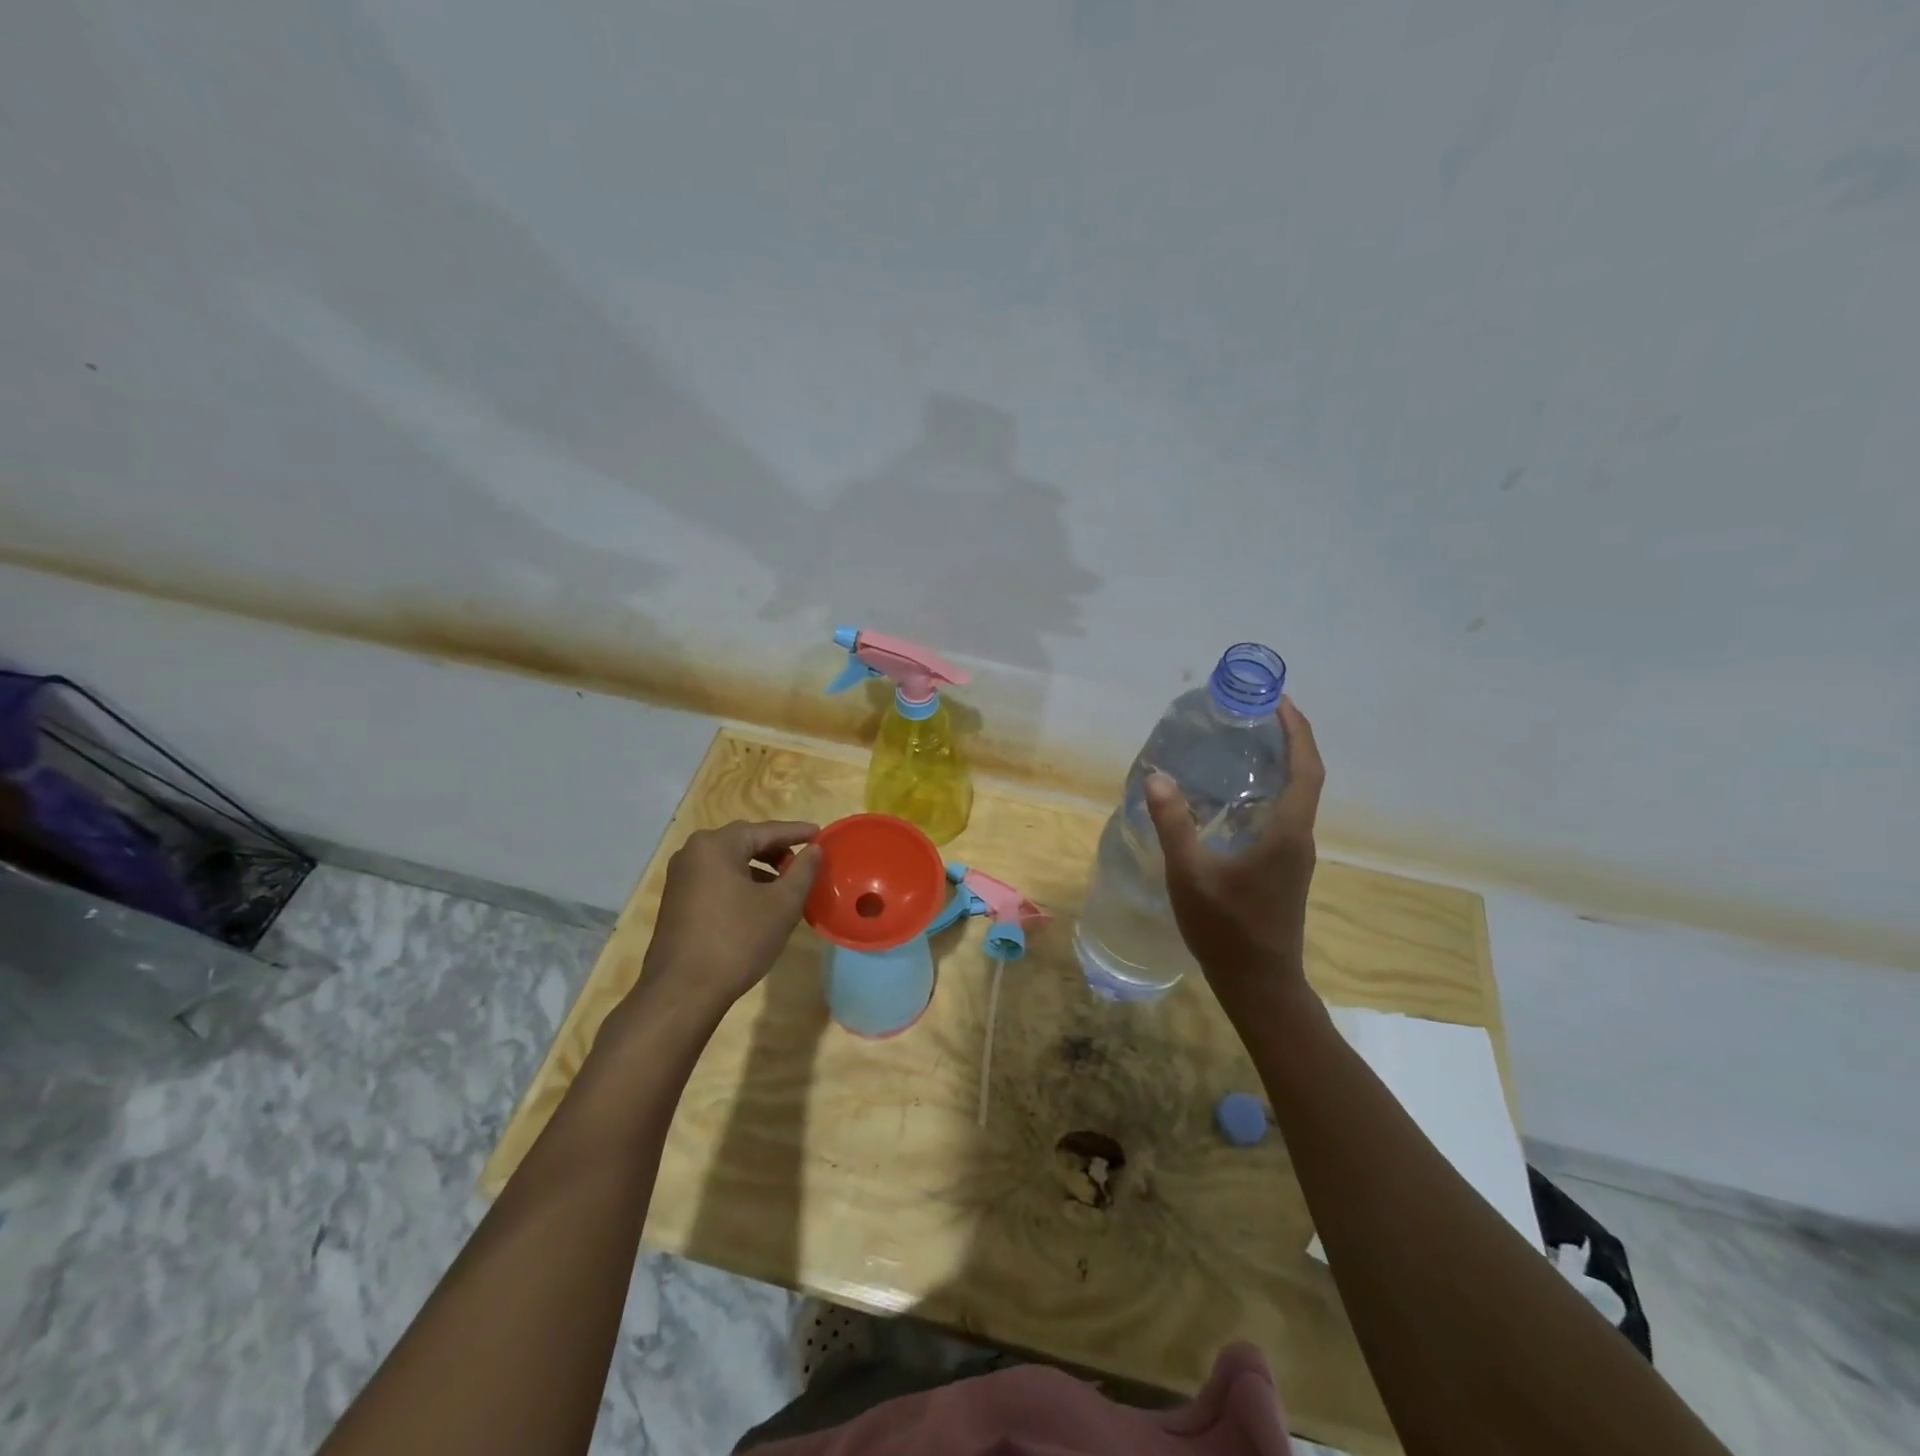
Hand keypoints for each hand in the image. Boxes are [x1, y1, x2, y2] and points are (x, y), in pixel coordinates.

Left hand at [639, 820, 819, 1012]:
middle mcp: (693, 853)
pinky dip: (741, 883)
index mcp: (716, 845)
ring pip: (730, 862)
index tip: (820, 834)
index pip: (766, 830)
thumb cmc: (737, 941)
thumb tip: (814, 849)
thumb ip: (802, 871)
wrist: (682, 991)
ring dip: (759, 869)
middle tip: (804, 861)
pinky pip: (716, 879)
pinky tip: (758, 903)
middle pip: (744, 842)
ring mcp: (680, 877)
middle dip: (776, 850)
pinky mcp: (677, 900)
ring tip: (786, 885)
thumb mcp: (782, 905)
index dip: (796, 832)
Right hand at [1144, 697, 1323, 1003]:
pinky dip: (1265, 794)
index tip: (1280, 701)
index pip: (1305, 769)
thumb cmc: (1227, 929)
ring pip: (1294, 799)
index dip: (1297, 732)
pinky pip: (1281, 817)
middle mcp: (1299, 838)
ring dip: (1277, 767)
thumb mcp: (1190, 875)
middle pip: (1304, 778)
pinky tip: (1231, 799)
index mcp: (1286, 833)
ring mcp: (1294, 856)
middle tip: (1252, 716)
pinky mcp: (1283, 869)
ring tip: (1240, 747)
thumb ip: (1174, 824)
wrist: (1259, 983)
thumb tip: (1157, 776)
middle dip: (1286, 741)